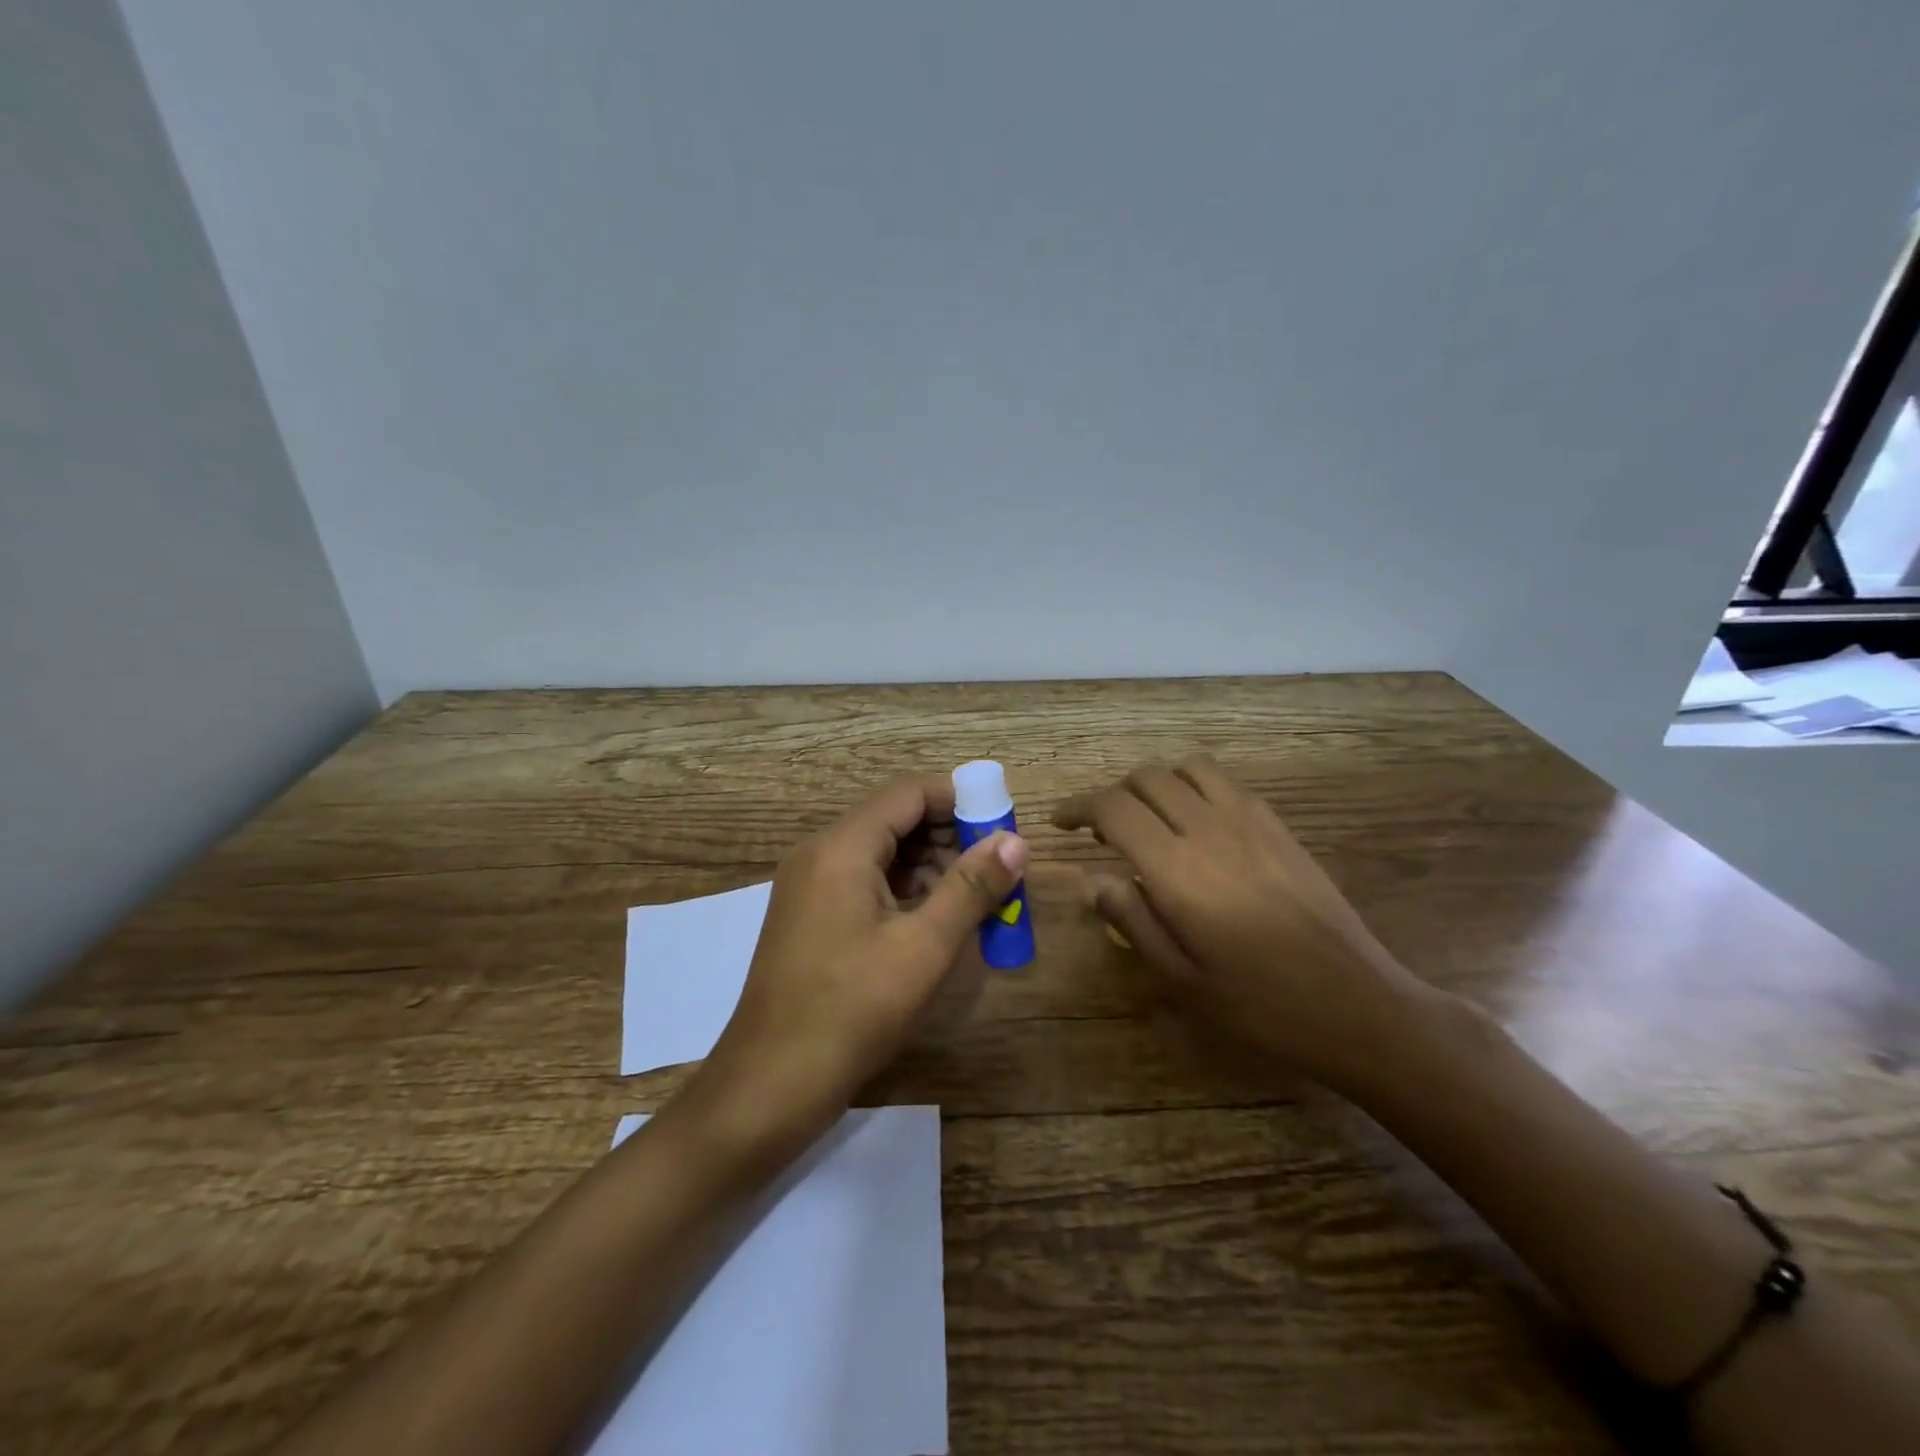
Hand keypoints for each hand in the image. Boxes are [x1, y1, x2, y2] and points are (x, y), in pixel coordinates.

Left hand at [695, 774, 1027, 1148]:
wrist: (769, 1085)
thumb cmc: (851, 1011)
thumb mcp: (923, 949)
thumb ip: (971, 888)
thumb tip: (1015, 841)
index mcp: (841, 847)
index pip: (908, 793)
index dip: (959, 801)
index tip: (1001, 827)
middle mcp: (819, 854)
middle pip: (893, 819)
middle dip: (948, 836)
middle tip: (995, 870)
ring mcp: (809, 886)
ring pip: (880, 852)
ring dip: (929, 865)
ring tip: (974, 899)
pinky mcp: (809, 917)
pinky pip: (863, 882)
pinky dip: (903, 890)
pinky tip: (935, 920)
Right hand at [1054, 754, 1431, 1091]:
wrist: (1357, 1004)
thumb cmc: (1260, 1005)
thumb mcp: (1181, 980)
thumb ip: (1132, 921)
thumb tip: (1095, 879)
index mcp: (1177, 869)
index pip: (1113, 808)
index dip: (1078, 806)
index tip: (1060, 821)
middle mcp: (1210, 829)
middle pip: (1146, 778)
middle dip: (1113, 794)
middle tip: (1103, 831)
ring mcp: (1250, 821)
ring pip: (1187, 768)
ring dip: (1156, 783)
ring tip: (1150, 819)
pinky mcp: (1279, 826)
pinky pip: (1226, 782)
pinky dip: (1195, 787)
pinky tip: (1198, 825)